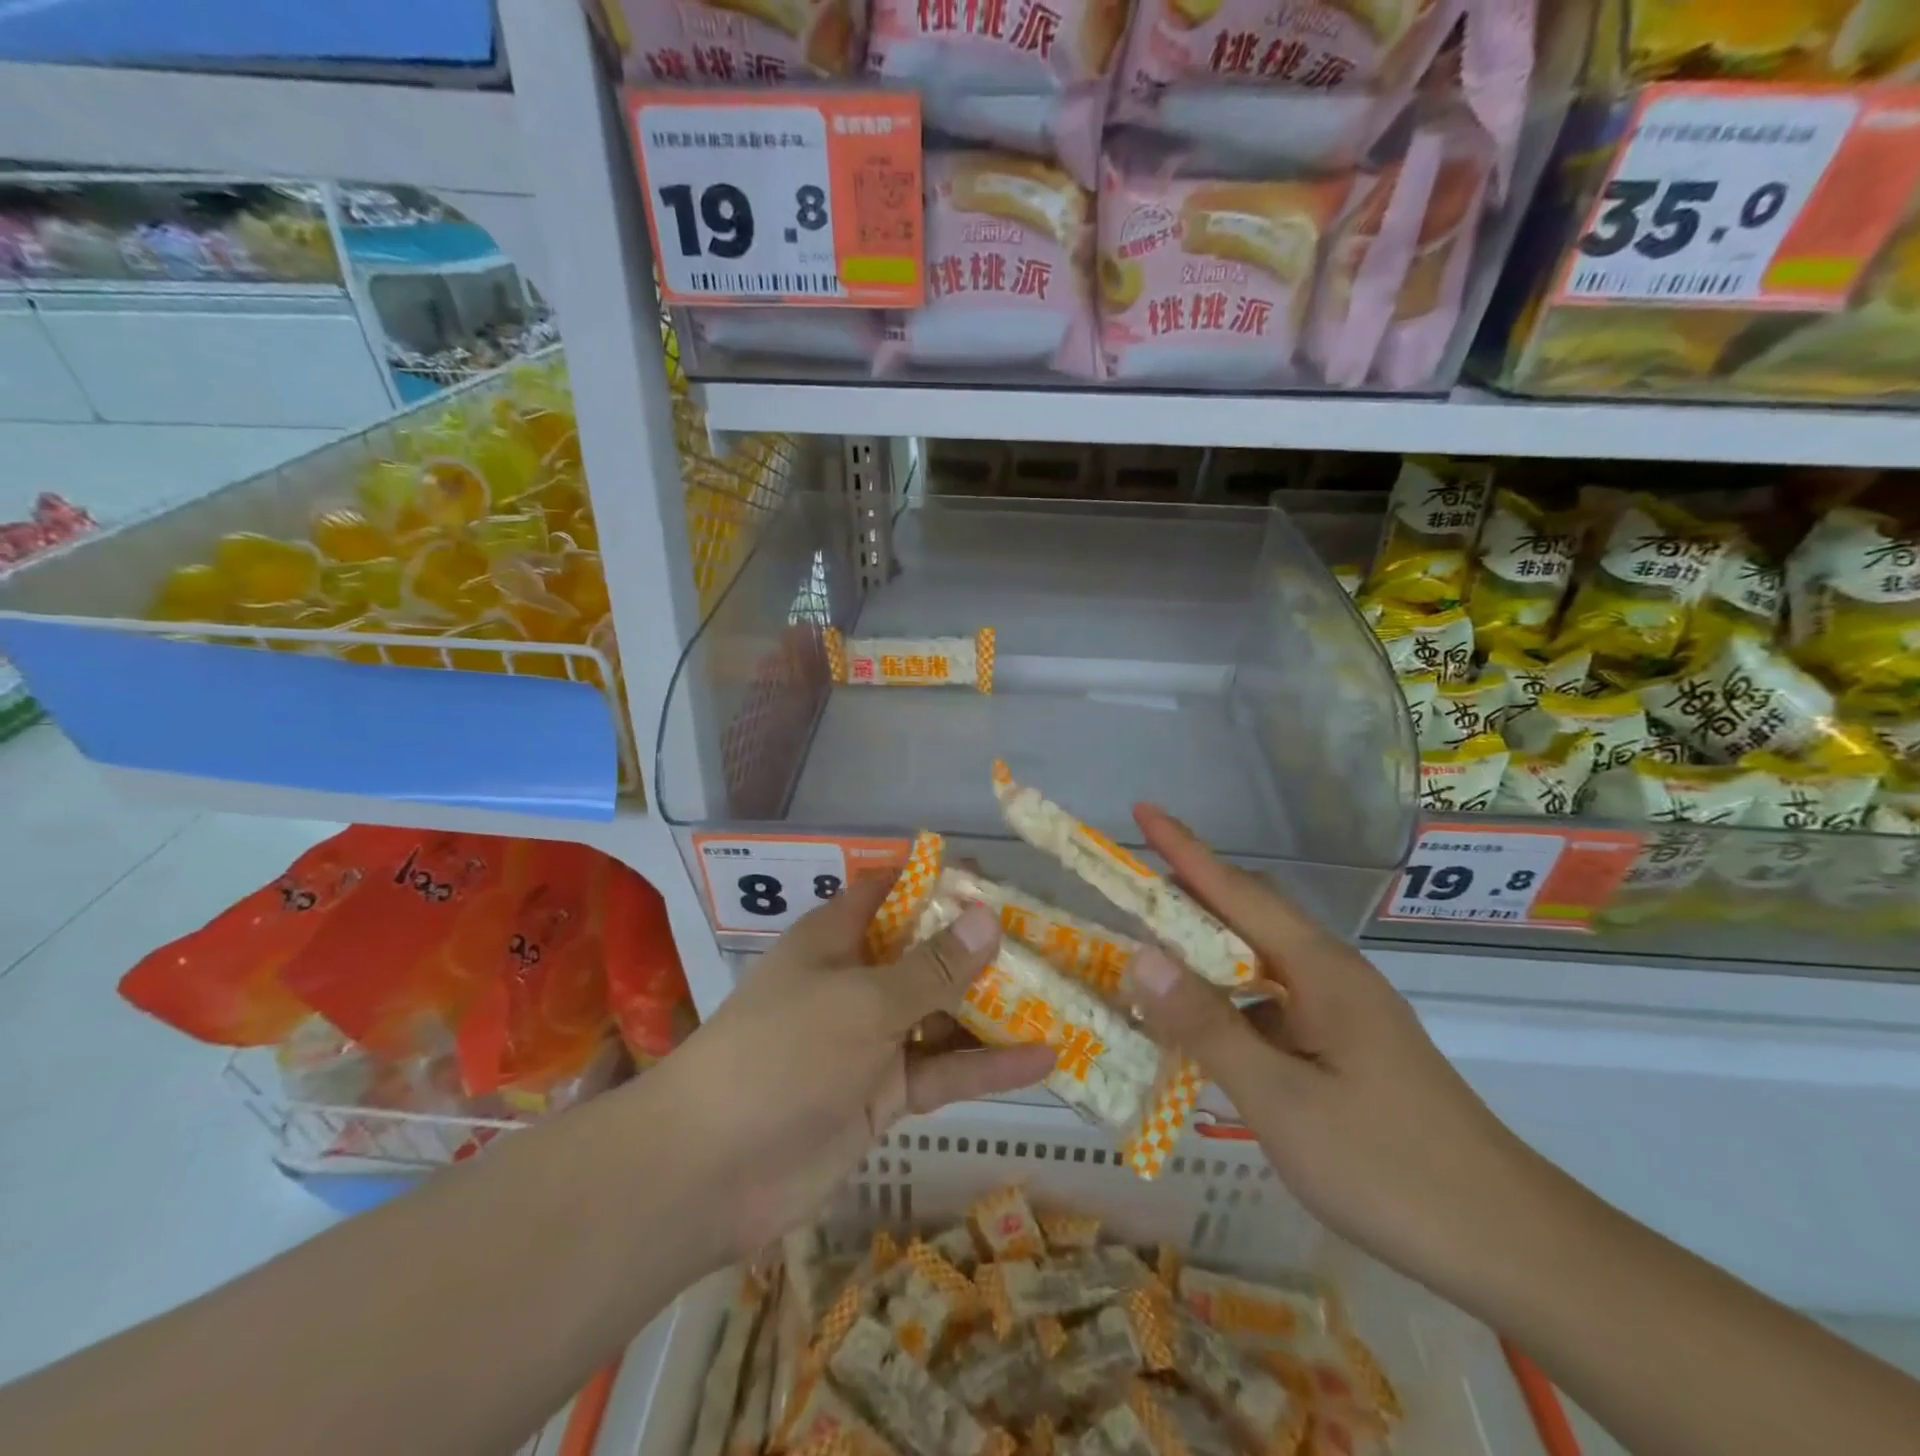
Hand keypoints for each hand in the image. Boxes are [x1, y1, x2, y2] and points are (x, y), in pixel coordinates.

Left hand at [659, 876, 1055, 1262]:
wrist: (712, 1171)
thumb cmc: (784, 1054)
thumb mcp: (864, 1001)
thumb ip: (931, 967)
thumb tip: (988, 916)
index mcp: (838, 938)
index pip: (892, 891)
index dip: (939, 881)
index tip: (998, 879)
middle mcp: (857, 980)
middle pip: (927, 951)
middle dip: (982, 947)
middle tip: (1051, 940)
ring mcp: (872, 1039)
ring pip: (943, 1012)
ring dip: (995, 1007)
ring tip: (1062, 995)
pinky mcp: (885, 1094)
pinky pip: (943, 1069)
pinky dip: (988, 1065)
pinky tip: (1044, 1059)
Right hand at [1124, 805, 1549, 1295]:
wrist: (1512, 1244)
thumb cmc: (1389, 1166)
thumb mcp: (1281, 1101)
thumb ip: (1207, 1026)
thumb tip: (1139, 956)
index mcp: (1318, 969)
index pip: (1236, 889)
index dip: (1183, 848)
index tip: (1140, 809)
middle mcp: (1330, 973)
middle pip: (1248, 911)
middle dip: (1186, 892)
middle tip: (1124, 895)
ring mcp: (1341, 1009)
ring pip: (1258, 958)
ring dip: (1203, 949)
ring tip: (1146, 956)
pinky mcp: (1345, 1044)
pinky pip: (1270, 1000)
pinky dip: (1226, 997)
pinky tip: (1199, 1027)